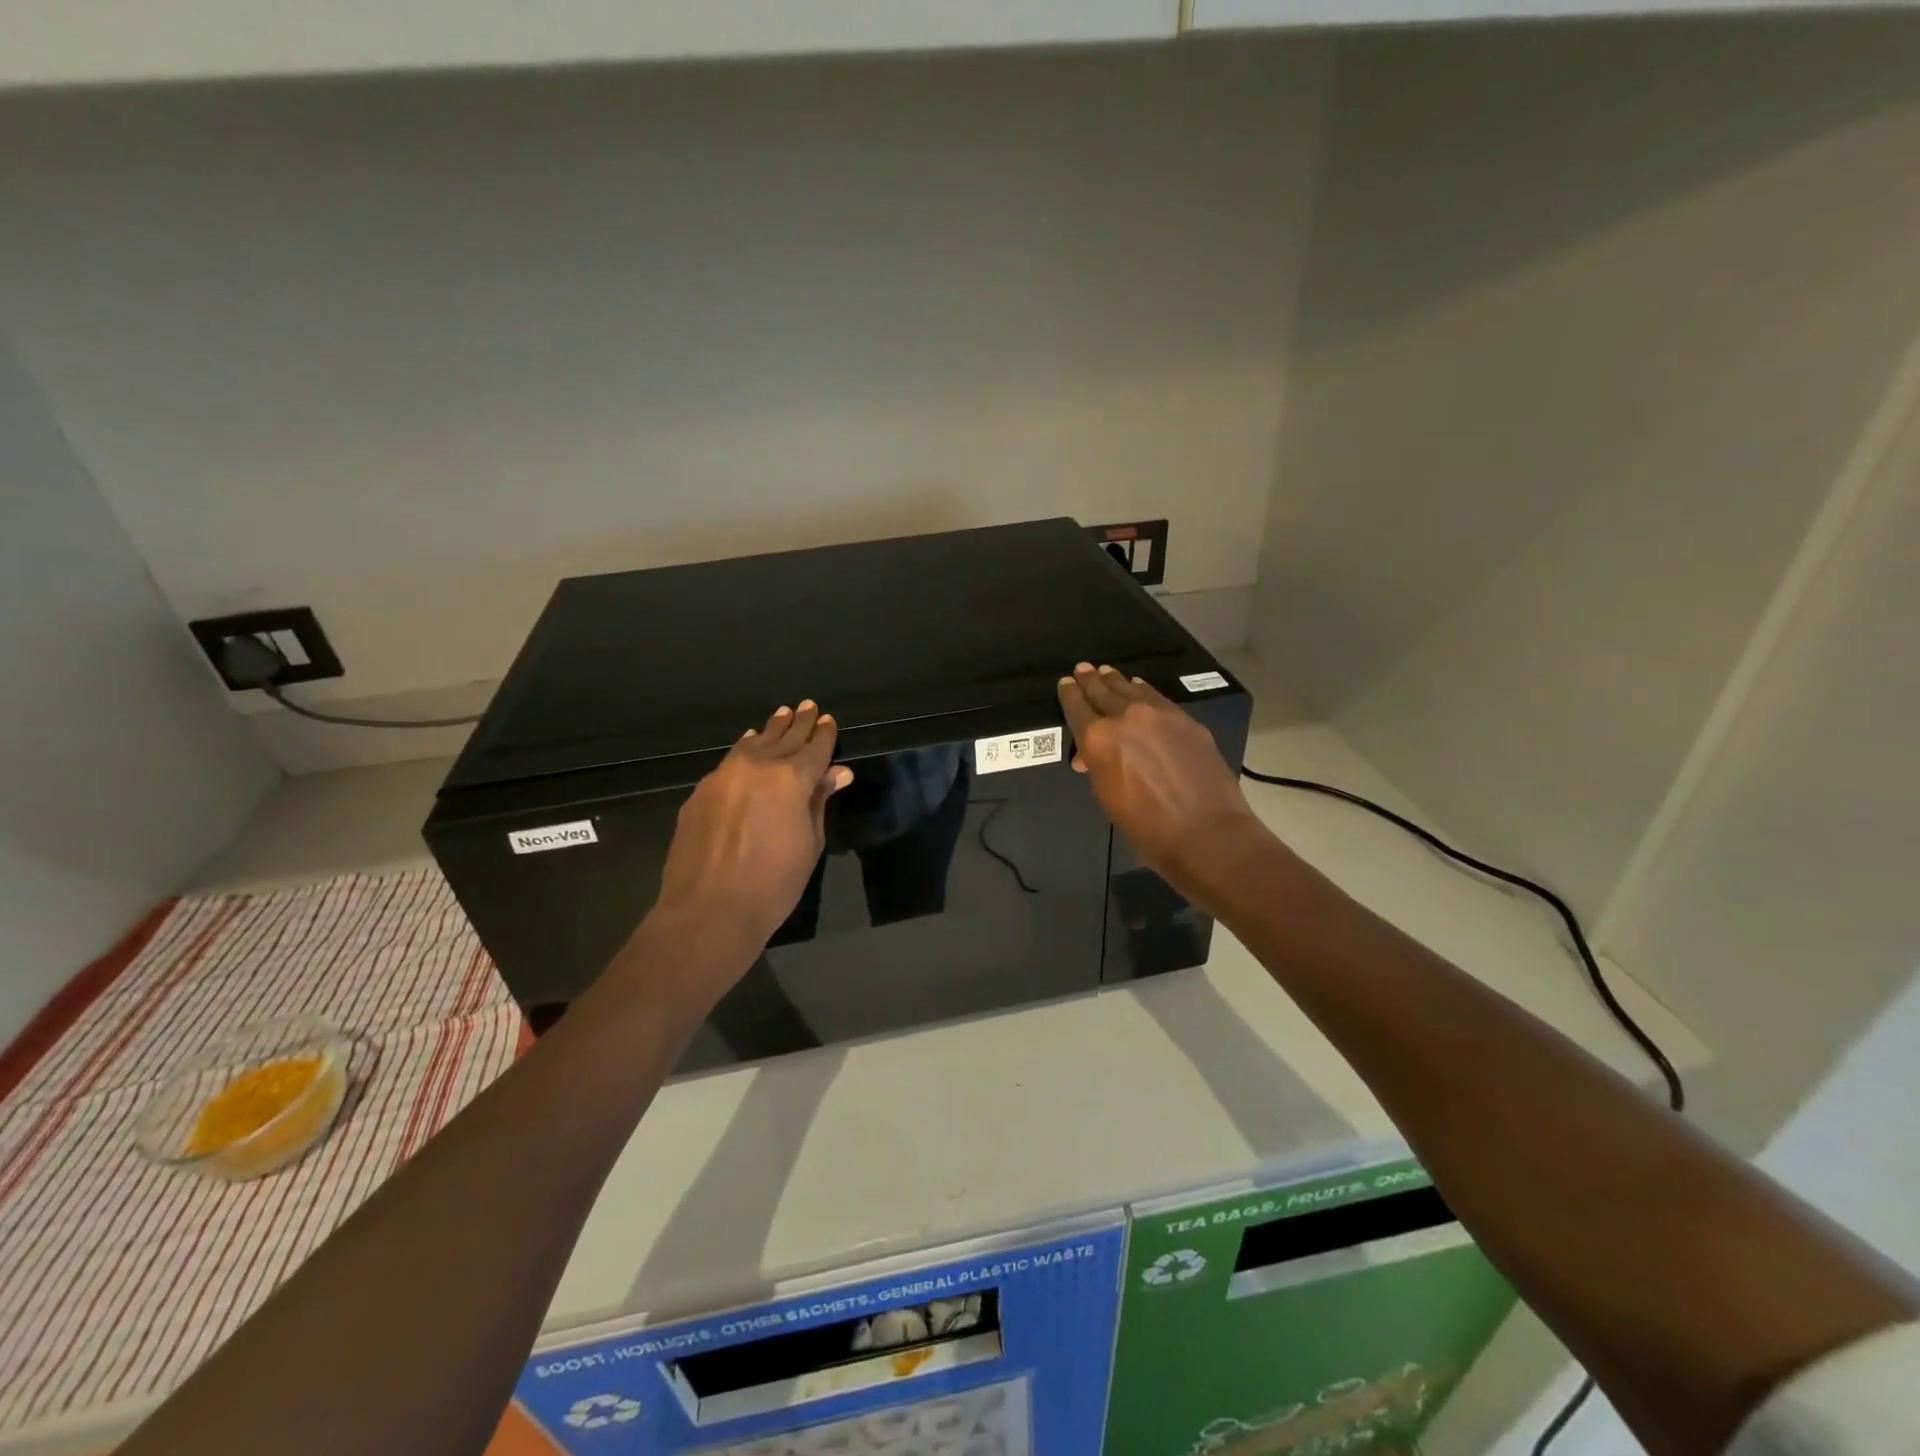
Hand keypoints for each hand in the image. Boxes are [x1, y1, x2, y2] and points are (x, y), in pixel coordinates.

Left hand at [655, 701, 852, 949]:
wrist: (708, 911)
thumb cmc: (773, 884)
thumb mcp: (809, 844)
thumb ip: (819, 801)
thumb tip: (837, 772)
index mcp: (791, 779)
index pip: (814, 748)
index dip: (824, 734)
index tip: (828, 719)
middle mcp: (756, 767)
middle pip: (783, 738)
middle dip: (798, 723)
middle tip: (807, 706)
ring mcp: (723, 777)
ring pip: (752, 744)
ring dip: (769, 731)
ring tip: (780, 716)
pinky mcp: (700, 793)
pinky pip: (728, 762)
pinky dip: (744, 750)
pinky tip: (747, 746)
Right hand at [1058, 663, 1267, 892]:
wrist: (1206, 832)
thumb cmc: (1147, 828)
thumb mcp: (1108, 798)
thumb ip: (1098, 767)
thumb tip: (1092, 756)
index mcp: (1098, 739)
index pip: (1077, 707)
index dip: (1069, 694)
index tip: (1066, 683)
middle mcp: (1125, 718)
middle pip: (1103, 691)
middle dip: (1090, 680)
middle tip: (1082, 669)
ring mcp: (1159, 715)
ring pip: (1131, 689)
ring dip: (1116, 681)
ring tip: (1107, 672)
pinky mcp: (1186, 720)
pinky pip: (1157, 698)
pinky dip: (1143, 691)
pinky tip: (1140, 689)